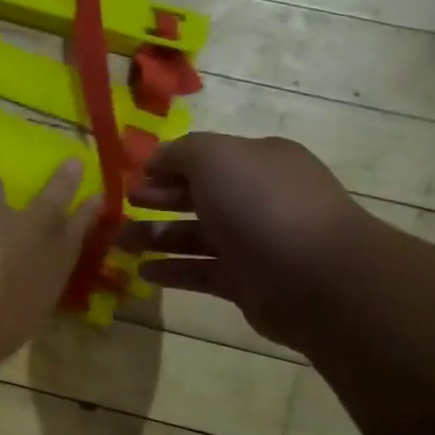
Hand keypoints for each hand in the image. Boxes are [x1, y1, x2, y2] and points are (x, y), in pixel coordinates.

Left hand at [0, 146, 100, 368]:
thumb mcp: (28, 316)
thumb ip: (33, 292)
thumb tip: (29, 285)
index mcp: (56, 258)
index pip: (80, 228)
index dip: (89, 212)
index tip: (97, 197)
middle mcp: (29, 227)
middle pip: (51, 196)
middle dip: (63, 180)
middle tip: (71, 163)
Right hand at [123, 133, 369, 346]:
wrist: (314, 276)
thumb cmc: (262, 204)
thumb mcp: (215, 158)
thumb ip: (180, 152)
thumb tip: (156, 159)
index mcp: (257, 161)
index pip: (206, 157)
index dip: (167, 165)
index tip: (131, 176)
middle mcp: (257, 198)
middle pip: (198, 196)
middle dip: (158, 199)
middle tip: (121, 206)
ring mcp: (253, 242)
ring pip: (195, 236)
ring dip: (156, 236)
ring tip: (119, 242)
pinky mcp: (246, 281)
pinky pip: (201, 272)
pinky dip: (173, 270)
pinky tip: (143, 272)